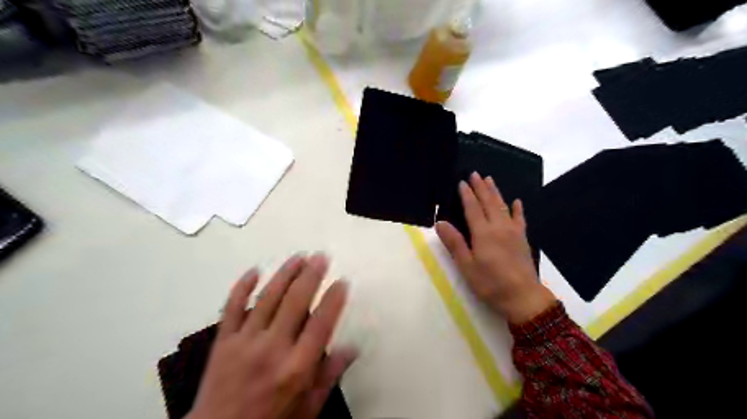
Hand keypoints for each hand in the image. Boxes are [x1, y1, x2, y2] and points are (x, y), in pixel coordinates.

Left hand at [190, 253, 358, 418]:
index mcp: (296, 367)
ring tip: (299, 257)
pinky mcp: (223, 341)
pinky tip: (254, 270)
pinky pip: (232, 307)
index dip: (334, 299)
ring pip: (268, 298)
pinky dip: (242, 287)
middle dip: (311, 275)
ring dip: (285, 274)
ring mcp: (244, 342)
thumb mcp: (308, 407)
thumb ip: (329, 376)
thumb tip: (352, 348)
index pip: (321, 324)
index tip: (342, 282)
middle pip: (295, 302)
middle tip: (321, 257)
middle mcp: (272, 349)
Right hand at [439, 174, 553, 323]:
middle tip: (475, 173)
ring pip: (503, 207)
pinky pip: (520, 219)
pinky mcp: (523, 239)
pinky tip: (517, 201)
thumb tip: (439, 223)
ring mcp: (513, 232)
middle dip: (481, 187)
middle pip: (489, 203)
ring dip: (496, 192)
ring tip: (490, 179)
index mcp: (483, 233)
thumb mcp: (467, 266)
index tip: (461, 182)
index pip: (473, 208)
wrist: (523, 297)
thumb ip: (454, 243)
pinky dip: (517, 209)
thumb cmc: (490, 283)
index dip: (466, 195)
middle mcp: (499, 227)